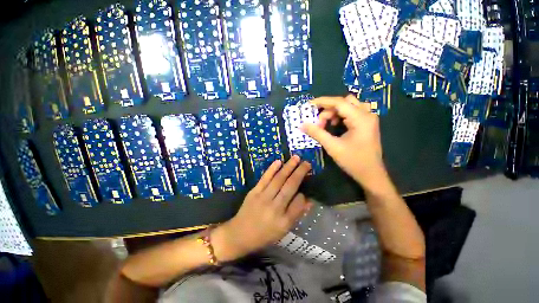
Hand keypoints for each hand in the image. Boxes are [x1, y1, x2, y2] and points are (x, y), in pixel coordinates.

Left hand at [212, 156, 312, 261]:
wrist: (239, 234)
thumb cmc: (264, 234)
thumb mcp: (283, 230)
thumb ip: (296, 214)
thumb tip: (308, 200)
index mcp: (283, 221)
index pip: (298, 204)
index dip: (304, 194)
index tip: (306, 187)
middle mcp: (274, 208)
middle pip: (289, 187)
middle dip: (299, 173)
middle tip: (307, 163)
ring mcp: (263, 198)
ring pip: (278, 179)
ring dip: (288, 167)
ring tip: (296, 158)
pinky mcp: (254, 192)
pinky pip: (265, 178)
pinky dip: (272, 169)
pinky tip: (279, 161)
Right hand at [301, 95, 386, 189]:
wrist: (371, 174)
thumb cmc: (353, 161)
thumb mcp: (332, 146)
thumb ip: (317, 133)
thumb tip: (302, 125)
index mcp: (361, 118)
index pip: (339, 102)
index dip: (322, 102)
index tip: (309, 105)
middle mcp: (367, 114)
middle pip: (344, 102)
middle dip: (328, 110)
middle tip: (319, 124)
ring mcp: (368, 119)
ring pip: (348, 106)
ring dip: (334, 113)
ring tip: (326, 125)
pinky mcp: (366, 124)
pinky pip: (351, 113)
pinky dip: (340, 116)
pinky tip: (335, 126)